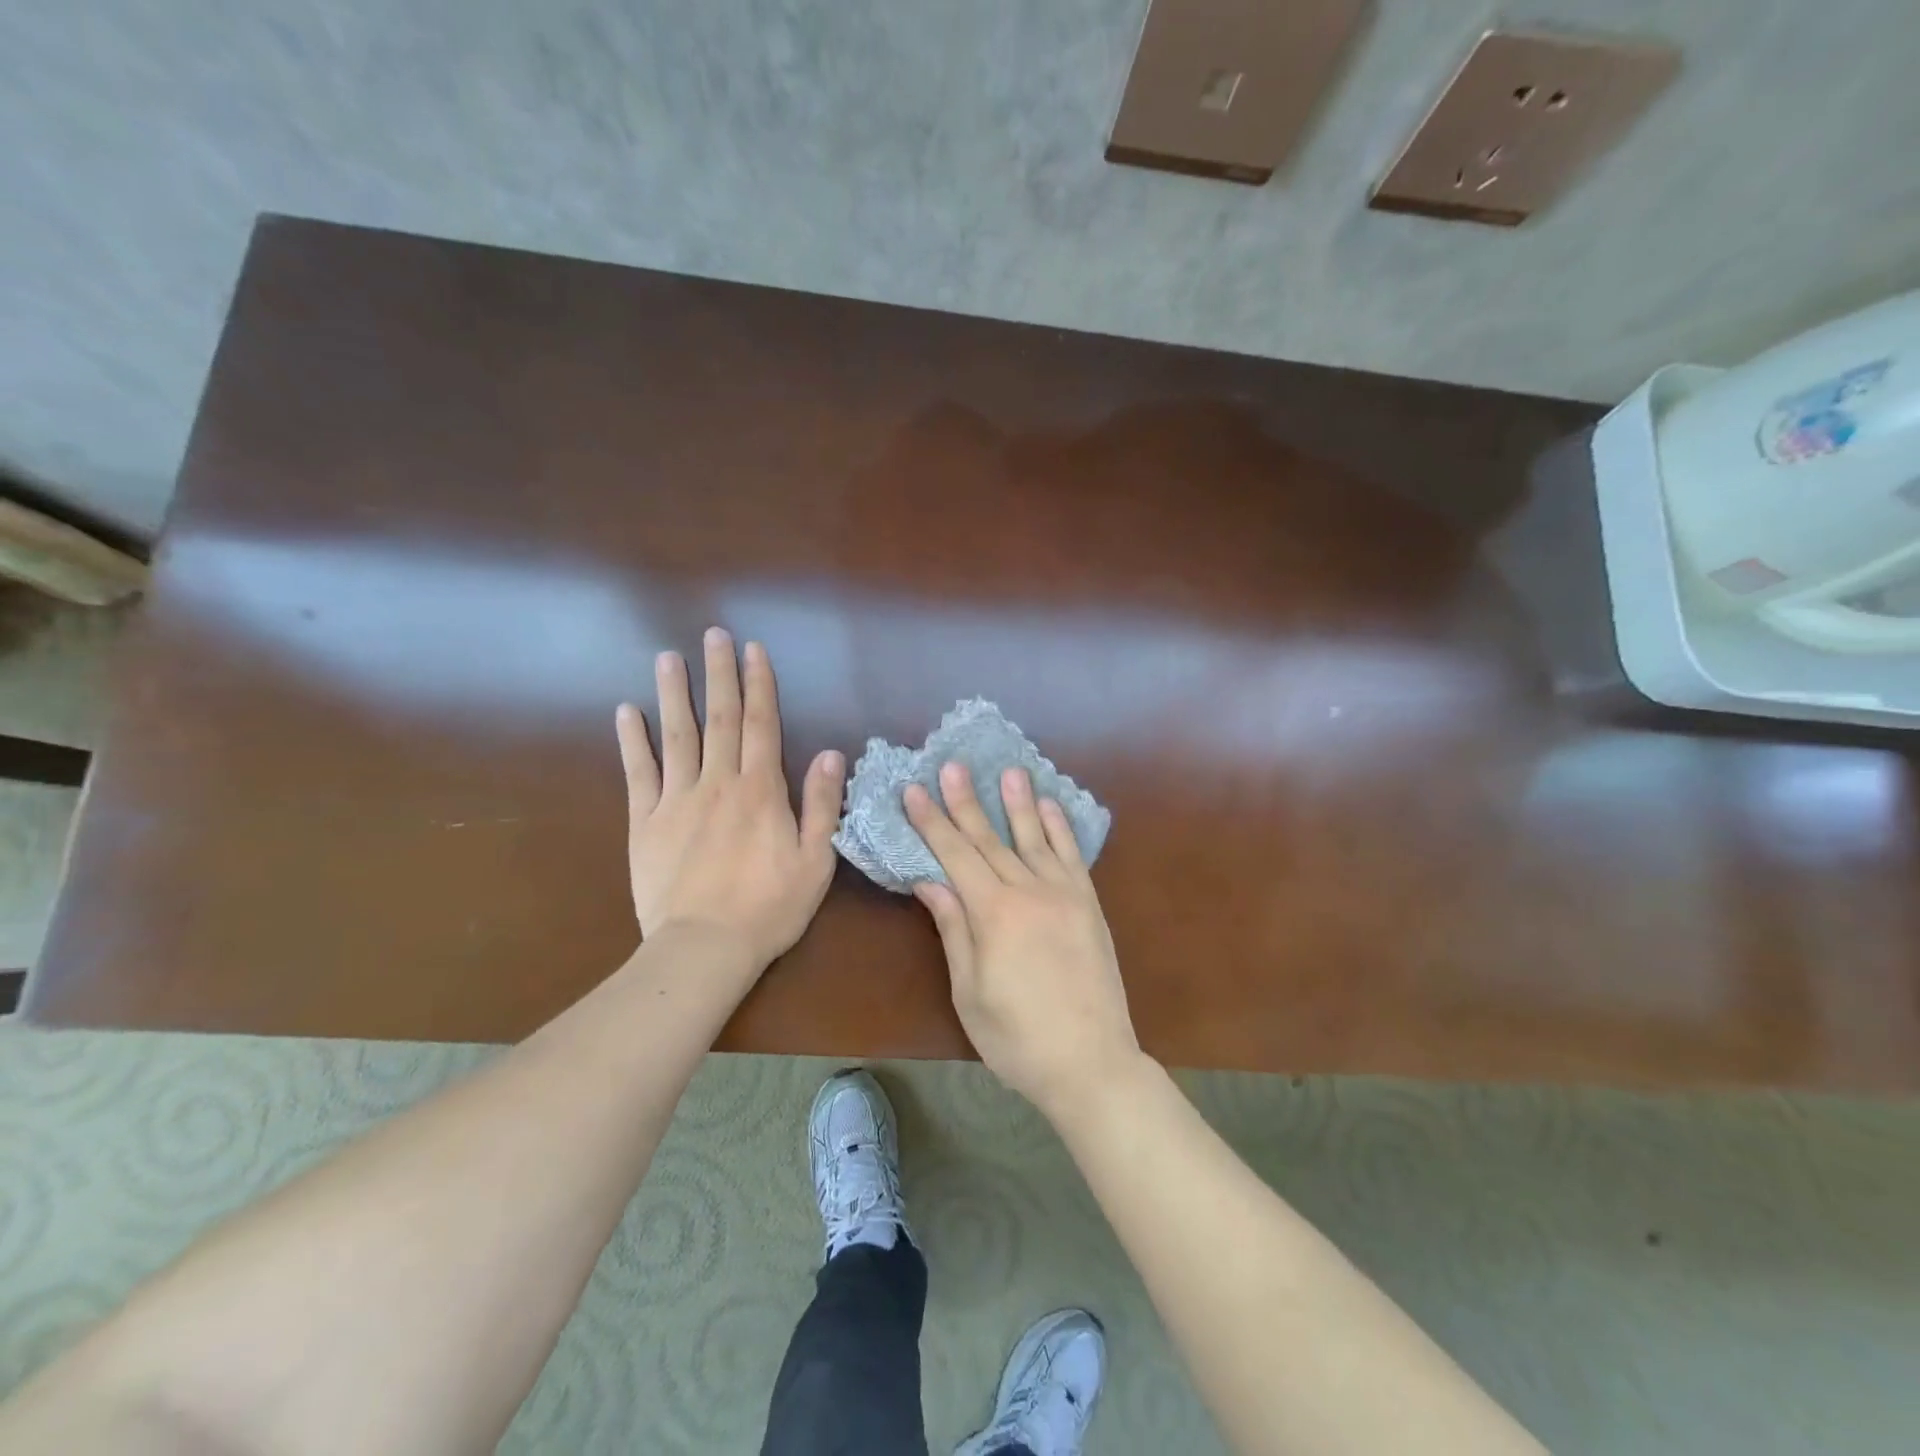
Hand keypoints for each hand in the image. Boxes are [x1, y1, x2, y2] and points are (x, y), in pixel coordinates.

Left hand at [616, 628, 843, 972]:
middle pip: (719, 718)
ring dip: (673, 694)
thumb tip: (832, 754)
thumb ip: (822, 805)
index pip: (760, 724)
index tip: (754, 650)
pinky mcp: (644, 823)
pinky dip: (632, 741)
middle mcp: (718, 783)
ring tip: (668, 658)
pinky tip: (627, 712)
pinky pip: (638, 773)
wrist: (704, 948)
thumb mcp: (816, 860)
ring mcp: (676, 800)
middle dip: (718, 674)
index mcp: (760, 790)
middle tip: (713, 635)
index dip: (759, 685)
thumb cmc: (769, 907)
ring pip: (676, 736)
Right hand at [905, 763, 1141, 1119]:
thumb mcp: (969, 992)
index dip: (931, 822)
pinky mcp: (1089, 904)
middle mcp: (1029, 891)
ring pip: (1034, 837)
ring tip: (1008, 770)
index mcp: (993, 913)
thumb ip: (954, 929)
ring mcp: (1064, 894)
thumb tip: (930, 881)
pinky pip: (1072, 856)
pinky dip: (1060, 828)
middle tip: (951, 765)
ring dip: (1018, 802)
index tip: (913, 791)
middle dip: (965, 801)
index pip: (954, 855)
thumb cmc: (1017, 1037)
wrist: (1092, 1062)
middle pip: (989, 838)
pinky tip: (1051, 807)